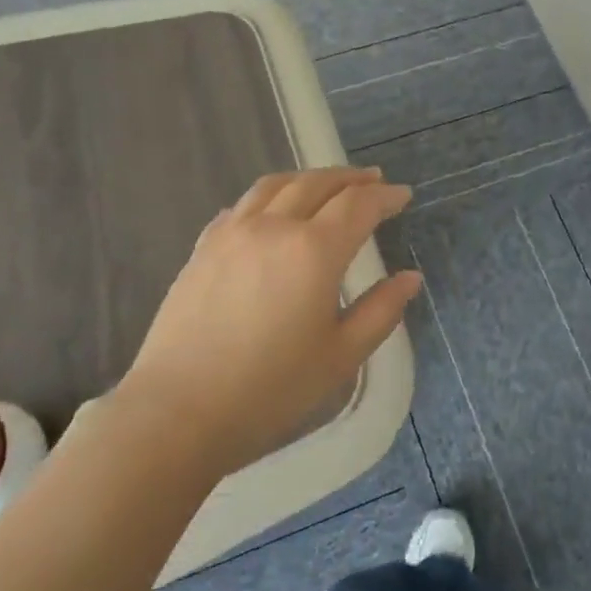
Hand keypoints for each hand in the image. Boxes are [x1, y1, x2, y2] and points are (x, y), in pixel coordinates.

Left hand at [117, 167, 420, 478]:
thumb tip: (410, 278)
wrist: (179, 411)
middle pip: (316, 184)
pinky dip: (268, 197)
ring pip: (275, 186)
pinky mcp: (202, 249)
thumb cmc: (271, 389)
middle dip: (350, 178)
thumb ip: (381, 311)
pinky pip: (241, 207)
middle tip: (373, 179)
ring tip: (326, 184)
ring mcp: (232, 234)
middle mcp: (274, 227)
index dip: (385, 196)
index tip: (403, 195)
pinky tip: (271, 211)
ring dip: (308, 178)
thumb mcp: (341, 356)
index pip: (358, 205)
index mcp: (314, 251)